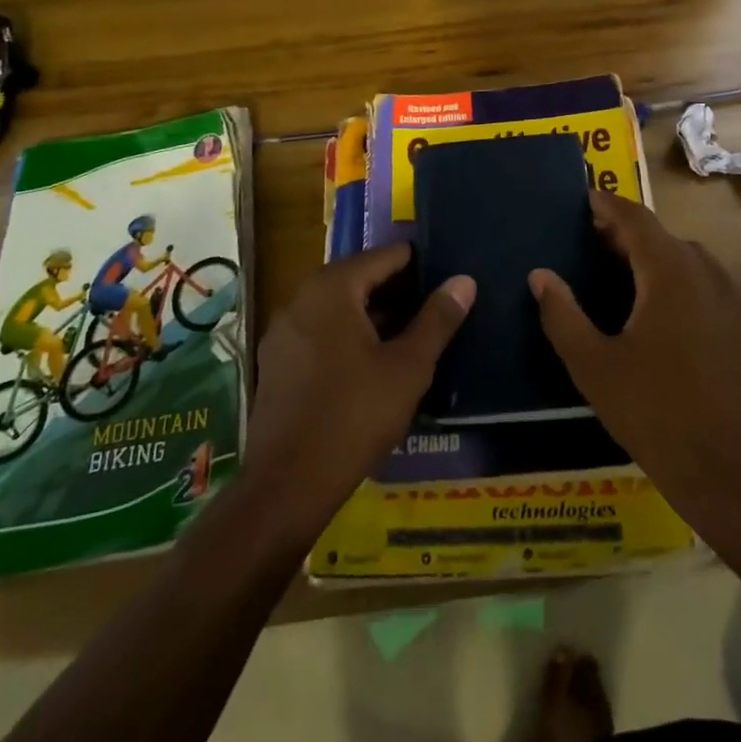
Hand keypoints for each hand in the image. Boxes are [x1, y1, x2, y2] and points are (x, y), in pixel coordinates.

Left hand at [244, 243, 474, 536]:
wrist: (288, 485)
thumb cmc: (355, 415)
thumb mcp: (408, 366)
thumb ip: (437, 319)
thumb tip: (464, 280)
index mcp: (332, 288)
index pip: (384, 256)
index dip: (419, 263)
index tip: (448, 275)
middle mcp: (301, 298)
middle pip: (359, 278)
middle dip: (398, 290)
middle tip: (436, 306)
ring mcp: (283, 331)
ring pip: (338, 307)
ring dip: (374, 314)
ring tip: (413, 332)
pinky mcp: (276, 362)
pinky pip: (320, 331)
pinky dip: (348, 334)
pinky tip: (374, 361)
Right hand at [531, 192, 740, 509]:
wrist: (725, 467)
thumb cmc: (651, 411)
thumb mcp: (592, 365)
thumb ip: (562, 315)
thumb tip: (540, 276)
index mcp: (669, 274)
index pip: (636, 219)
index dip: (609, 204)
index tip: (585, 198)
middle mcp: (705, 273)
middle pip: (662, 235)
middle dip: (626, 231)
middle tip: (591, 239)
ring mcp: (731, 299)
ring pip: (687, 258)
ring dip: (654, 254)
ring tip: (622, 271)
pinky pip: (706, 283)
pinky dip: (678, 278)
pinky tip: (660, 309)